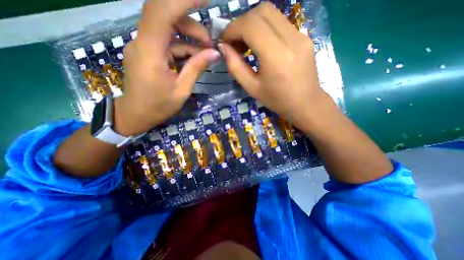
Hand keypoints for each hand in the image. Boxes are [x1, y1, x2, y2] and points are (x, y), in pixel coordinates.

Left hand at [114, 0, 219, 134]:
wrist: (135, 114)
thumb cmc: (158, 107)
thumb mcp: (182, 90)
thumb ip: (196, 68)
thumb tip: (214, 53)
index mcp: (149, 52)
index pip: (162, 11)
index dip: (183, 0)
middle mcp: (142, 42)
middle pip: (166, 17)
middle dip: (192, 24)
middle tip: (210, 42)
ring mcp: (143, 46)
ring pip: (168, 30)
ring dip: (190, 38)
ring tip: (206, 52)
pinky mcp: (147, 52)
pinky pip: (167, 43)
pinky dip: (183, 48)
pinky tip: (195, 58)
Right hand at [220, 2, 331, 127]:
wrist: (306, 103)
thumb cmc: (277, 100)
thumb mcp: (252, 88)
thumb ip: (235, 67)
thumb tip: (223, 48)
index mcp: (276, 57)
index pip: (251, 25)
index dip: (232, 29)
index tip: (225, 41)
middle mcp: (291, 39)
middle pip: (262, 11)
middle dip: (242, 23)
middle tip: (235, 42)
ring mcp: (301, 35)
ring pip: (271, 13)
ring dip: (253, 23)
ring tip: (246, 44)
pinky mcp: (304, 36)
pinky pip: (280, 22)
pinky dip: (264, 28)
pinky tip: (261, 44)